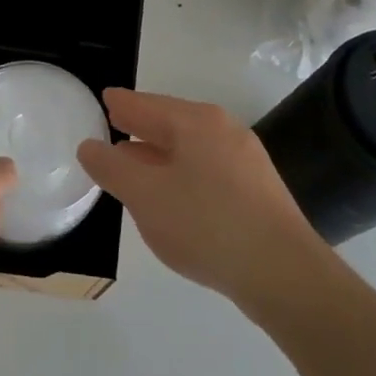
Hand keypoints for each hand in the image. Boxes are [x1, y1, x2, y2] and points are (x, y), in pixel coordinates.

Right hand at [77, 89, 336, 316]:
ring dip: (160, 155)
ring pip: (190, 148)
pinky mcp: (258, 191)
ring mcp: (246, 160)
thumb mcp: (145, 196)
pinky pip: (208, 170)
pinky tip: (174, 199)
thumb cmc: (206, 224)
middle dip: (141, 128)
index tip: (104, 100)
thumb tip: (90, 146)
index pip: (146, 104)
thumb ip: (112, 168)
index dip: (121, 104)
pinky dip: (183, 175)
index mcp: (195, 121)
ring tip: (136, 168)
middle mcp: (223, 130)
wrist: (285, 275)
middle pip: (170, 122)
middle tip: (114, 129)